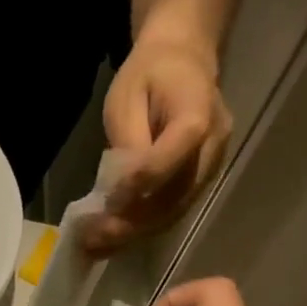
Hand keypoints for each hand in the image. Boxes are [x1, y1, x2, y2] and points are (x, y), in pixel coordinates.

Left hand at [81, 37, 232, 255]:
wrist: (183, 60)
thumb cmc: (150, 73)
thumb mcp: (127, 97)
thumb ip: (129, 144)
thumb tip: (121, 192)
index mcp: (199, 113)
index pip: (172, 158)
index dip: (140, 184)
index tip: (107, 202)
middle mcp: (213, 147)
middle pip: (174, 196)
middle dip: (131, 222)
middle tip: (93, 237)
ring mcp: (211, 168)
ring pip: (173, 212)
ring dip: (133, 233)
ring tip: (96, 245)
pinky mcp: (201, 183)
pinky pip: (172, 212)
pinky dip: (141, 229)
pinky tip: (112, 240)